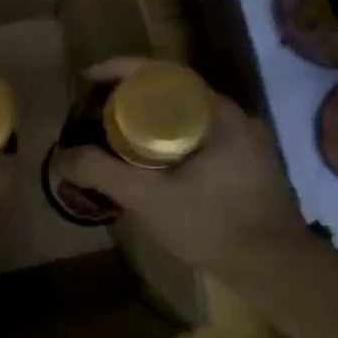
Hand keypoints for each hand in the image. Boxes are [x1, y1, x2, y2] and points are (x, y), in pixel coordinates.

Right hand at [60, 58, 307, 279]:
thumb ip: (102, 174)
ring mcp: (241, 140)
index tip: (86, 79)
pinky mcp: (243, 164)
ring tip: (111, 137)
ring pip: (182, 117)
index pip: (160, 73)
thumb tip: (63, 157)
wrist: (275, 267)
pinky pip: (194, 137)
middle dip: (127, 97)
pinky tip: (145, 164)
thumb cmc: (212, 225)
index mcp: (214, 112)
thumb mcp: (149, 199)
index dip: (119, 70)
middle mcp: (231, 117)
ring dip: (146, 121)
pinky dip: (164, 140)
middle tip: (93, 112)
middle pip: (169, 91)